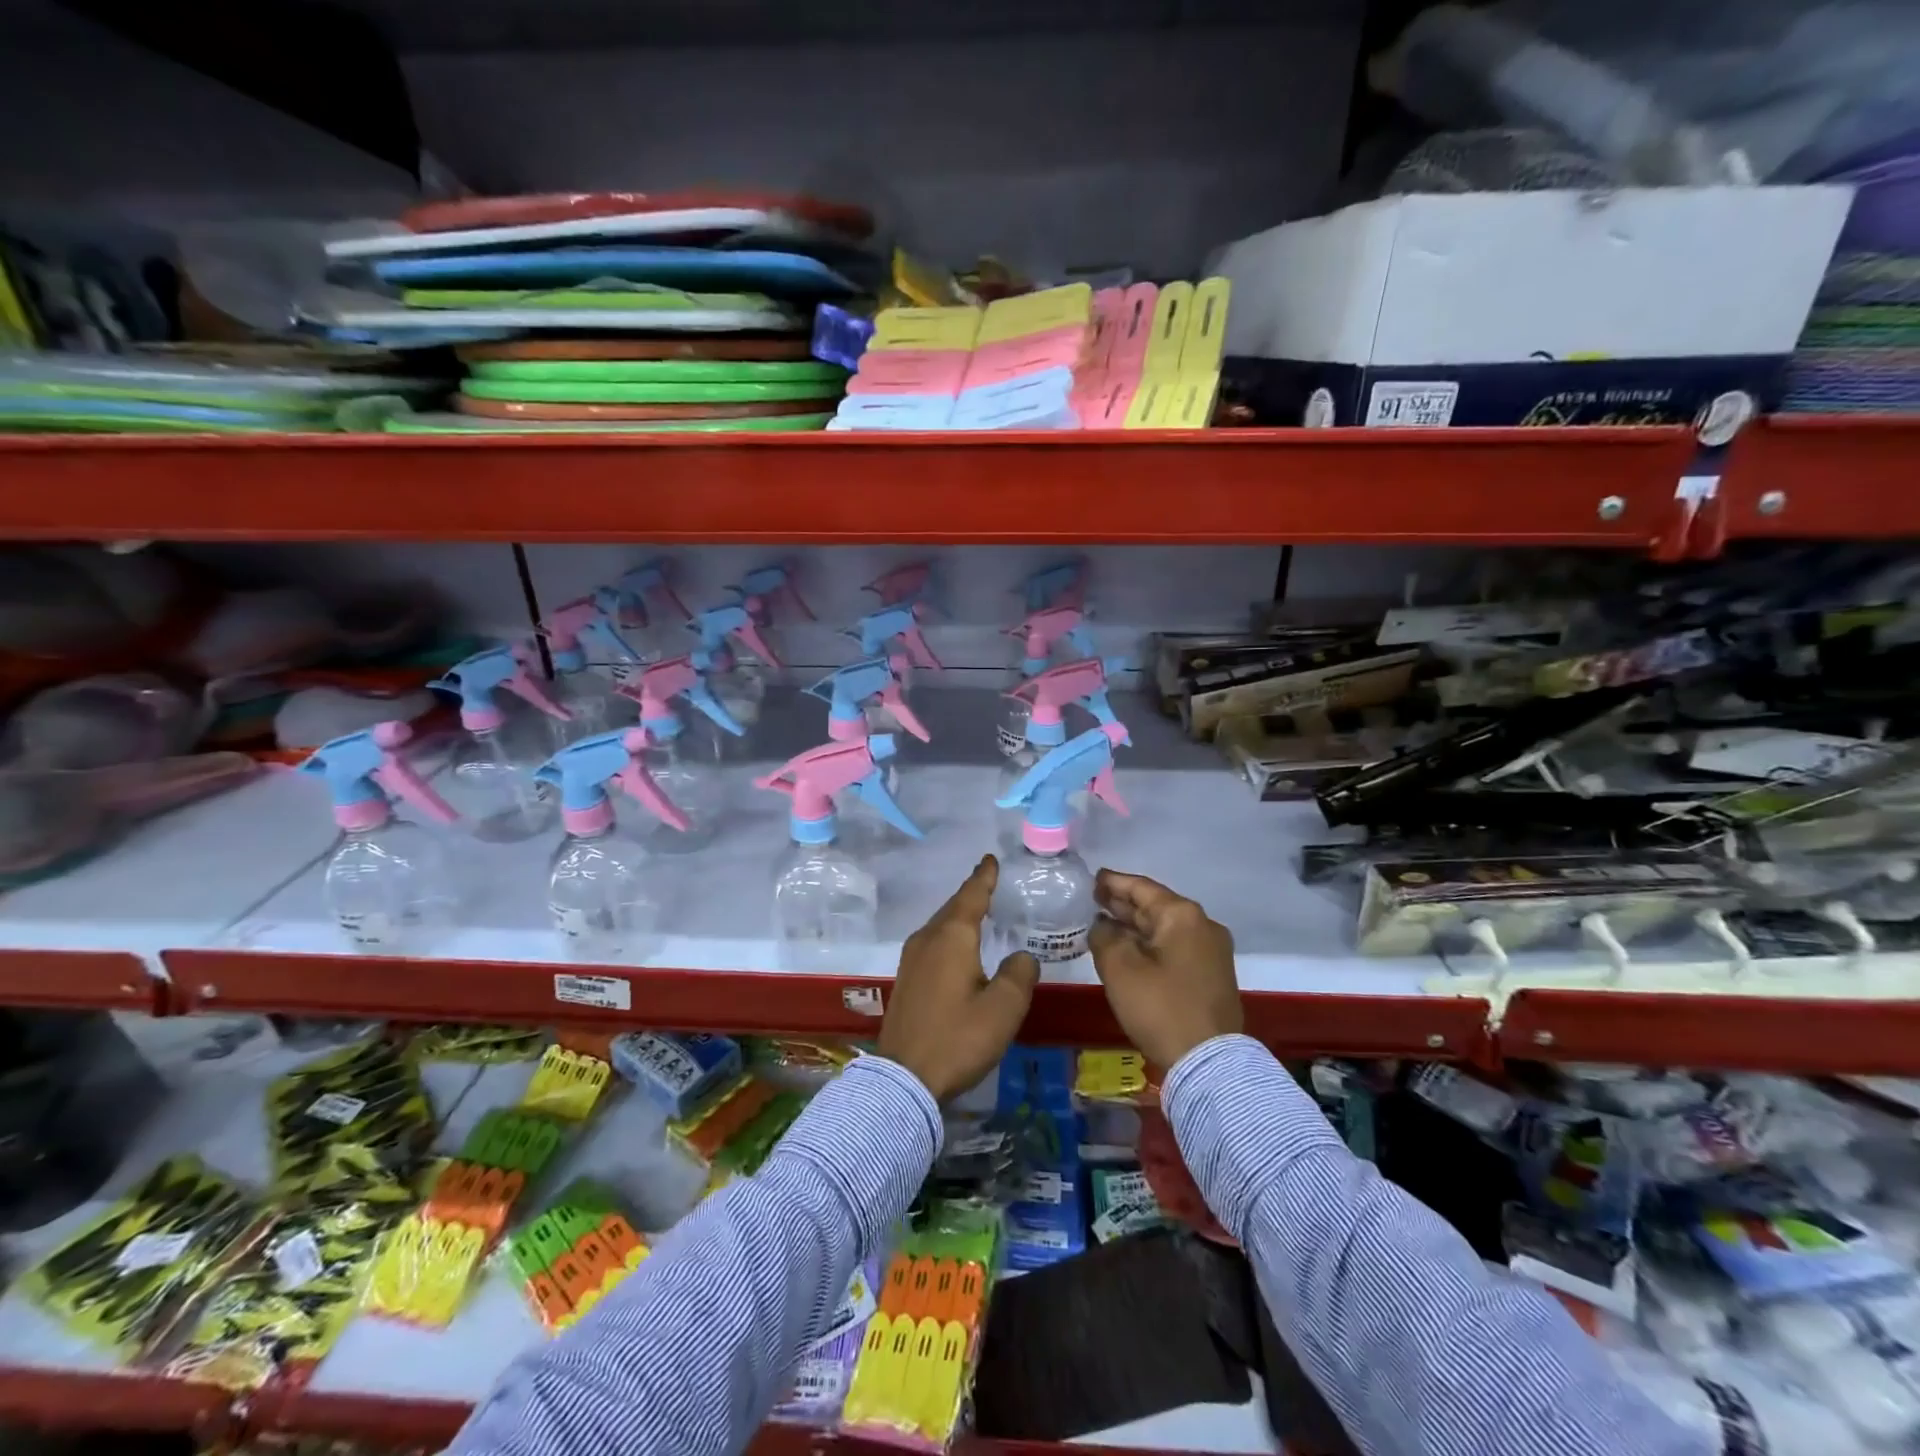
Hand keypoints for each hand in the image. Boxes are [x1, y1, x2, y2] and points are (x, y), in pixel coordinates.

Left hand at [879, 855, 1039, 1102]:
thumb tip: (1021, 956)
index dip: (984, 877)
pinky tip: (958, 948)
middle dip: (971, 894)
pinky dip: (949, 936)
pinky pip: (932, 943)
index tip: (990, 858)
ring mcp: (911, 959)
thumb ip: (1019, 974)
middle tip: (989, 882)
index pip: (971, 896)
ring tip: (978, 911)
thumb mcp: (1003, 1009)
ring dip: (959, 916)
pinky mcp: (906, 980)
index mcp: (952, 937)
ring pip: (940, 926)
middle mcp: (927, 939)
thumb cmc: (958, 1038)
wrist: (904, 1079)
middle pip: (953, 907)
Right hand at [1087, 869, 1241, 1068]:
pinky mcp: (1212, 975)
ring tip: (1105, 923)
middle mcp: (1202, 925)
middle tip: (1093, 899)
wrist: (1208, 1062)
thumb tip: (1103, 925)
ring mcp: (1211, 951)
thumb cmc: (1160, 1007)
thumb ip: (1104, 936)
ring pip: (1165, 928)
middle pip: (1156, 906)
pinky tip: (1130, 949)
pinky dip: (1150, 943)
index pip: (1141, 887)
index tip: (1091, 878)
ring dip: (1136, 926)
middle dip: (1123, 904)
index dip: (1113, 882)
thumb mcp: (1120, 968)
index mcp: (1182, 916)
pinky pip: (1175, 947)